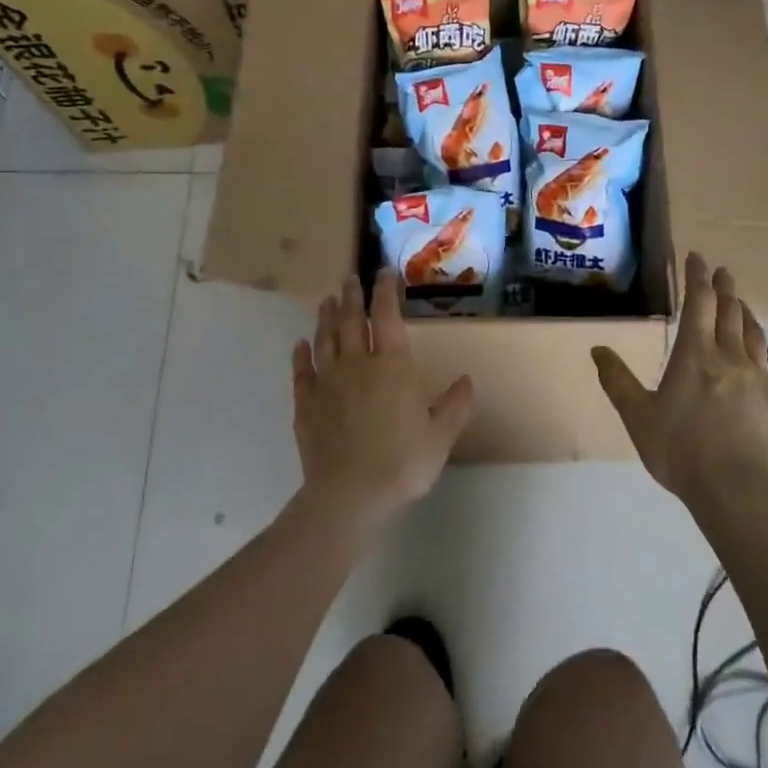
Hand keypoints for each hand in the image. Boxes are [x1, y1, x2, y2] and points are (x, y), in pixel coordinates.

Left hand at [291, 269, 474, 532]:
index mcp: (393, 366)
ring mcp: (327, 381)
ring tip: (327, 300)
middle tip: (350, 278)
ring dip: (327, 317)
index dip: (386, 291)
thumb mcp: (441, 436)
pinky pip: (301, 371)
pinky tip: (300, 343)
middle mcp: (358, 363)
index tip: (384, 273)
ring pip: (326, 339)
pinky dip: (300, 354)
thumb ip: (455, 405)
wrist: (349, 494)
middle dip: (352, 296)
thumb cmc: (402, 463)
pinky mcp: (305, 403)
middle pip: (352, 320)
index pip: (388, 316)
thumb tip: (467, 380)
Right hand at [592, 253, 767, 509]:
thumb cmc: (680, 451)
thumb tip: (597, 348)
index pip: (698, 303)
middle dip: (725, 288)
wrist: (735, 491)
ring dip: (747, 315)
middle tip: (722, 272)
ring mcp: (761, 379)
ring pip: (755, 335)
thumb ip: (617, 380)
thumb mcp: (637, 417)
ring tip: (742, 305)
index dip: (697, 277)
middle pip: (730, 312)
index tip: (697, 257)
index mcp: (695, 356)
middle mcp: (730, 357)